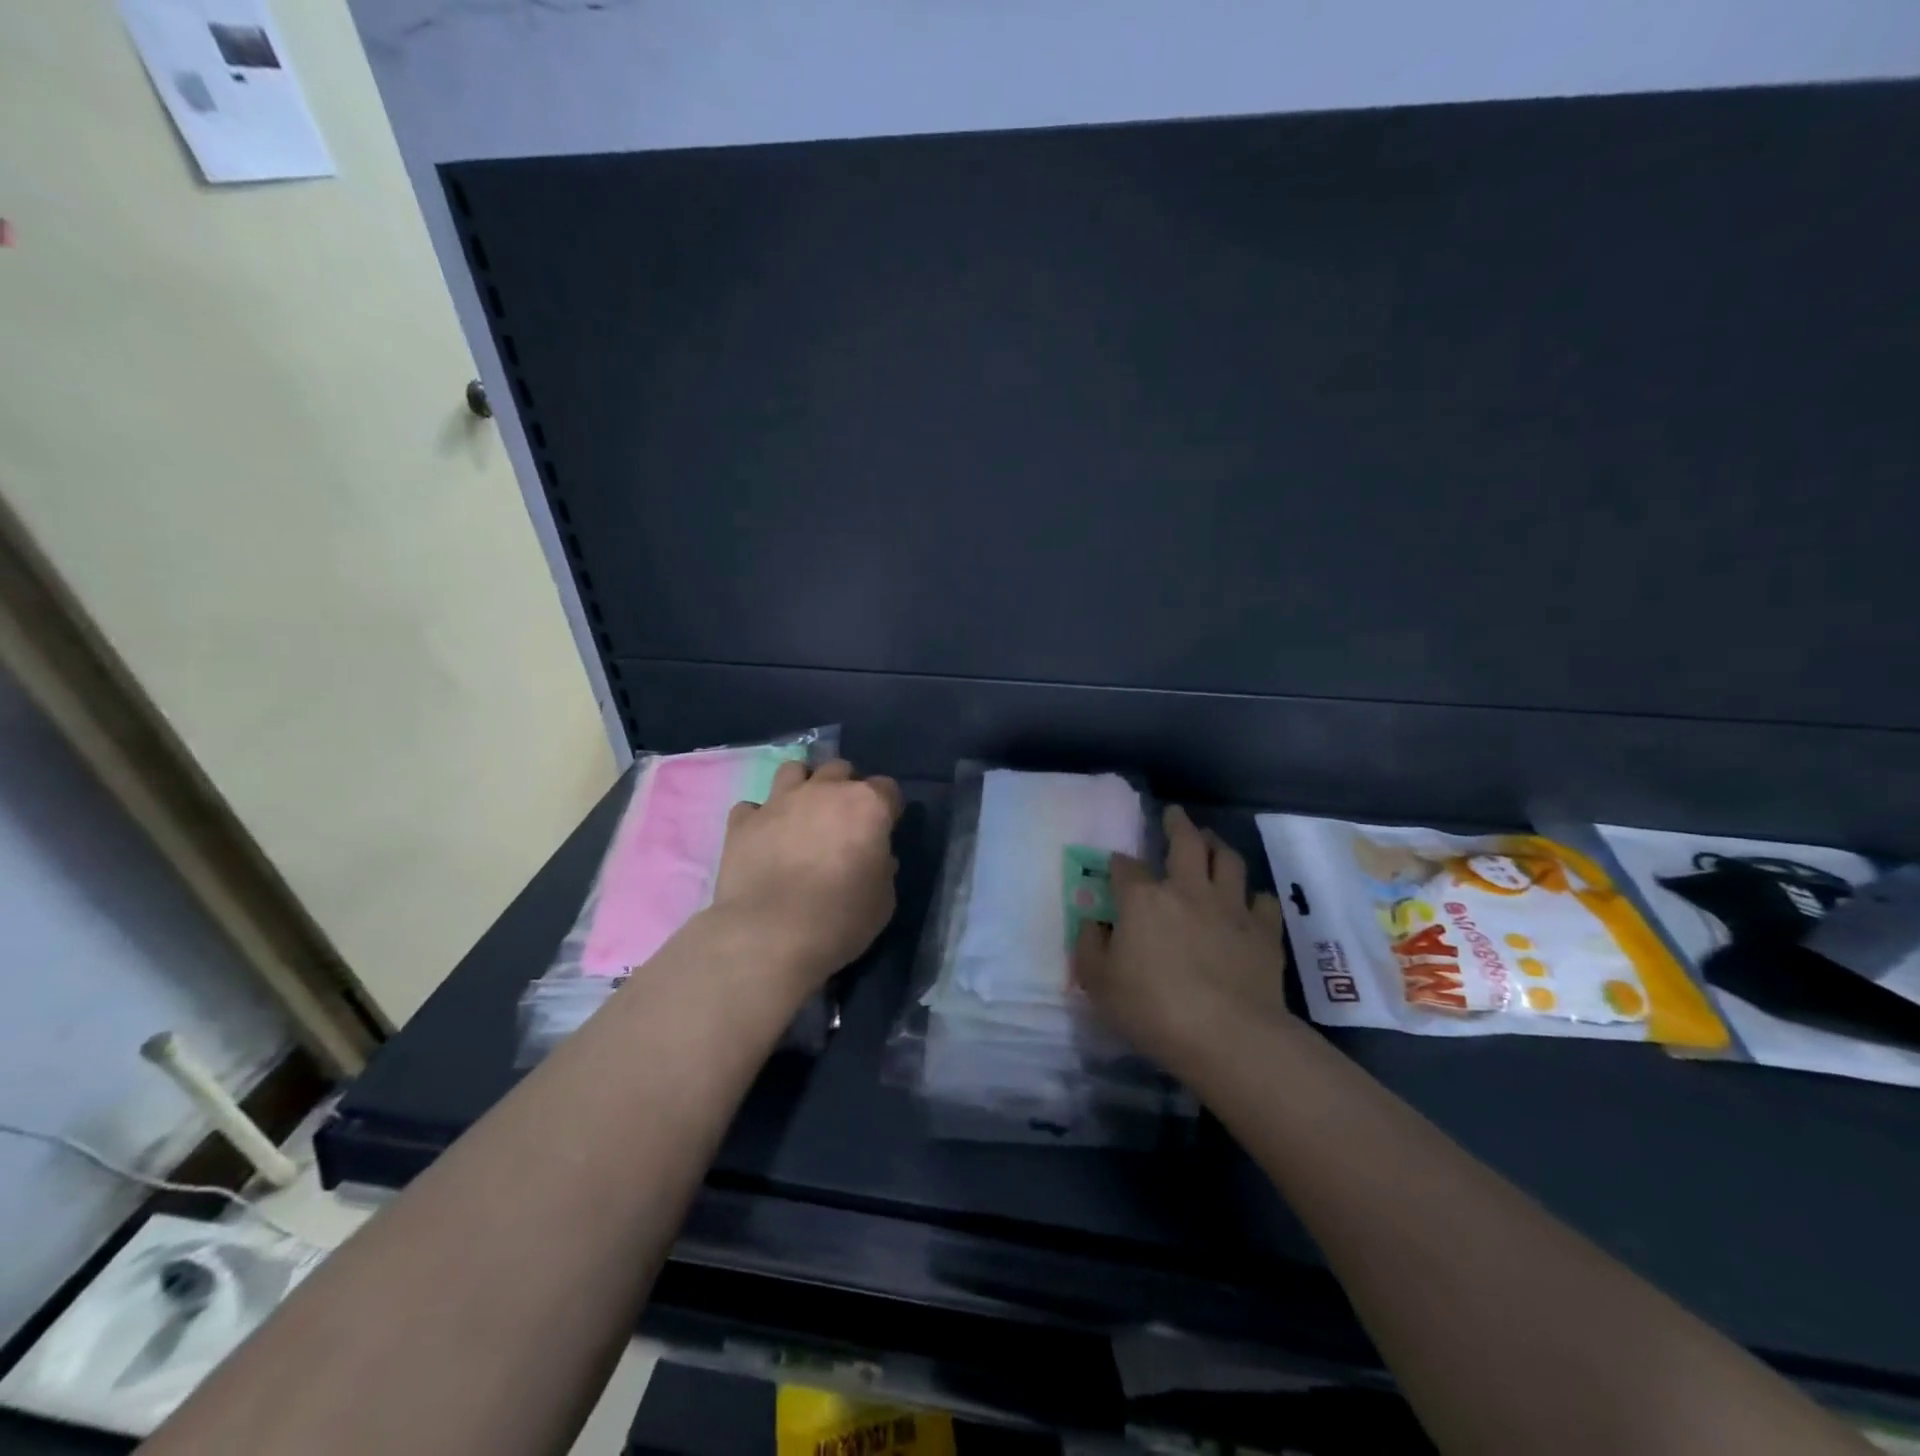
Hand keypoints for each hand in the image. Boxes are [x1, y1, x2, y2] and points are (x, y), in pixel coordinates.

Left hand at [708, 758, 902, 996]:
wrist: (770, 935)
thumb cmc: (840, 919)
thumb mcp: (883, 901)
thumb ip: (882, 869)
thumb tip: (876, 858)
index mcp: (868, 805)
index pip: (887, 788)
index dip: (887, 808)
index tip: (884, 831)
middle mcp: (824, 791)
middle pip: (839, 769)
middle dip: (844, 787)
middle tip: (842, 820)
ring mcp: (779, 801)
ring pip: (793, 769)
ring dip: (801, 785)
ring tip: (801, 813)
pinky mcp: (743, 821)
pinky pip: (751, 806)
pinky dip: (759, 818)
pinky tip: (763, 838)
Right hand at [1072, 804, 1290, 1074]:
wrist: (1227, 1036)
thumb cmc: (1152, 1009)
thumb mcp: (1098, 983)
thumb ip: (1090, 947)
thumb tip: (1092, 924)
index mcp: (1143, 899)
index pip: (1127, 867)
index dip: (1120, 863)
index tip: (1117, 865)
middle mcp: (1187, 890)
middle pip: (1186, 842)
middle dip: (1177, 824)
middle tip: (1175, 814)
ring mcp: (1230, 907)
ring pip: (1228, 860)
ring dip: (1218, 846)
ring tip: (1212, 841)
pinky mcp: (1264, 931)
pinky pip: (1263, 901)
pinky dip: (1254, 897)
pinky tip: (1250, 902)